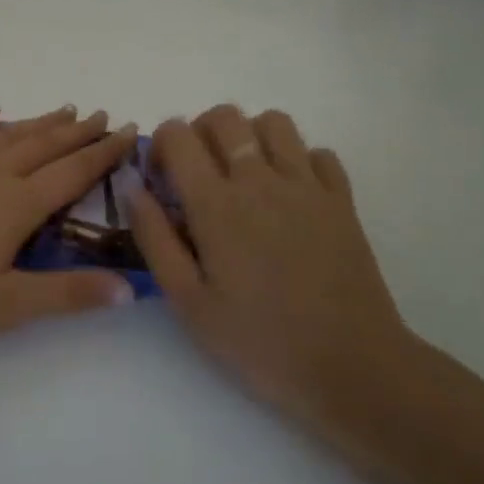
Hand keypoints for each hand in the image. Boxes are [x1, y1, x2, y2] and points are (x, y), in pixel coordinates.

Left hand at [0, 106, 138, 348]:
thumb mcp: (6, 306)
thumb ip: (67, 294)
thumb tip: (130, 288)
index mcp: (16, 205)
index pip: (72, 172)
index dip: (104, 152)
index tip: (129, 131)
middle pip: (44, 145)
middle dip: (78, 131)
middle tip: (103, 115)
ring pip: (6, 135)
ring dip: (38, 122)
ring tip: (64, 110)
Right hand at [128, 105, 415, 430]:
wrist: (351, 367)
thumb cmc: (258, 341)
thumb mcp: (188, 300)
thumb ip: (154, 237)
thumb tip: (131, 186)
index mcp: (216, 203)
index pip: (177, 133)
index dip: (160, 145)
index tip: (160, 180)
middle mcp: (260, 179)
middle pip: (224, 116)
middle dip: (199, 132)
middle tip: (198, 174)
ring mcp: (307, 185)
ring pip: (273, 121)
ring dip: (250, 136)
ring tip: (244, 176)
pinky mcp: (342, 200)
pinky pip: (318, 152)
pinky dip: (298, 161)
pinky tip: (289, 196)